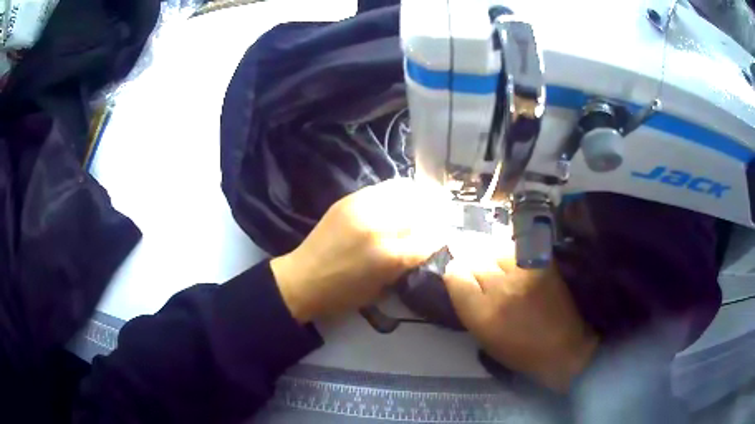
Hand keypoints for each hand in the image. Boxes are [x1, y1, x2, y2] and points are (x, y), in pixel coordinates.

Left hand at [271, 178, 449, 323]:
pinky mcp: (349, 200)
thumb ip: (406, 264)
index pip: (431, 238)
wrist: (303, 278)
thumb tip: (424, 245)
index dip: (441, 236)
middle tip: (440, 216)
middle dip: (435, 213)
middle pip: (422, 211)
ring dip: (419, 197)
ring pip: (405, 192)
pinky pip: (383, 188)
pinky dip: (398, 191)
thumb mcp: (382, 288)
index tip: (444, 236)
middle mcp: (381, 227)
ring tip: (425, 201)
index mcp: (391, 257)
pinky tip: (401, 197)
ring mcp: (363, 208)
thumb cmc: (343, 294)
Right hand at [443, 233, 598, 391]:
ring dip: (491, 255)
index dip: (454, 271)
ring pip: (495, 250)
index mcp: (480, 314)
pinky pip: (518, 249)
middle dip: (471, 261)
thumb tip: (461, 282)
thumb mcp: (485, 339)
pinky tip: (514, 260)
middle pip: (474, 259)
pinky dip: (513, 253)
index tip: (457, 273)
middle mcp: (498, 290)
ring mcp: (522, 274)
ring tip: (496, 262)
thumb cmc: (520, 352)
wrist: (563, 348)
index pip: (455, 275)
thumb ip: (470, 309)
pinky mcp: (541, 265)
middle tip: (475, 265)